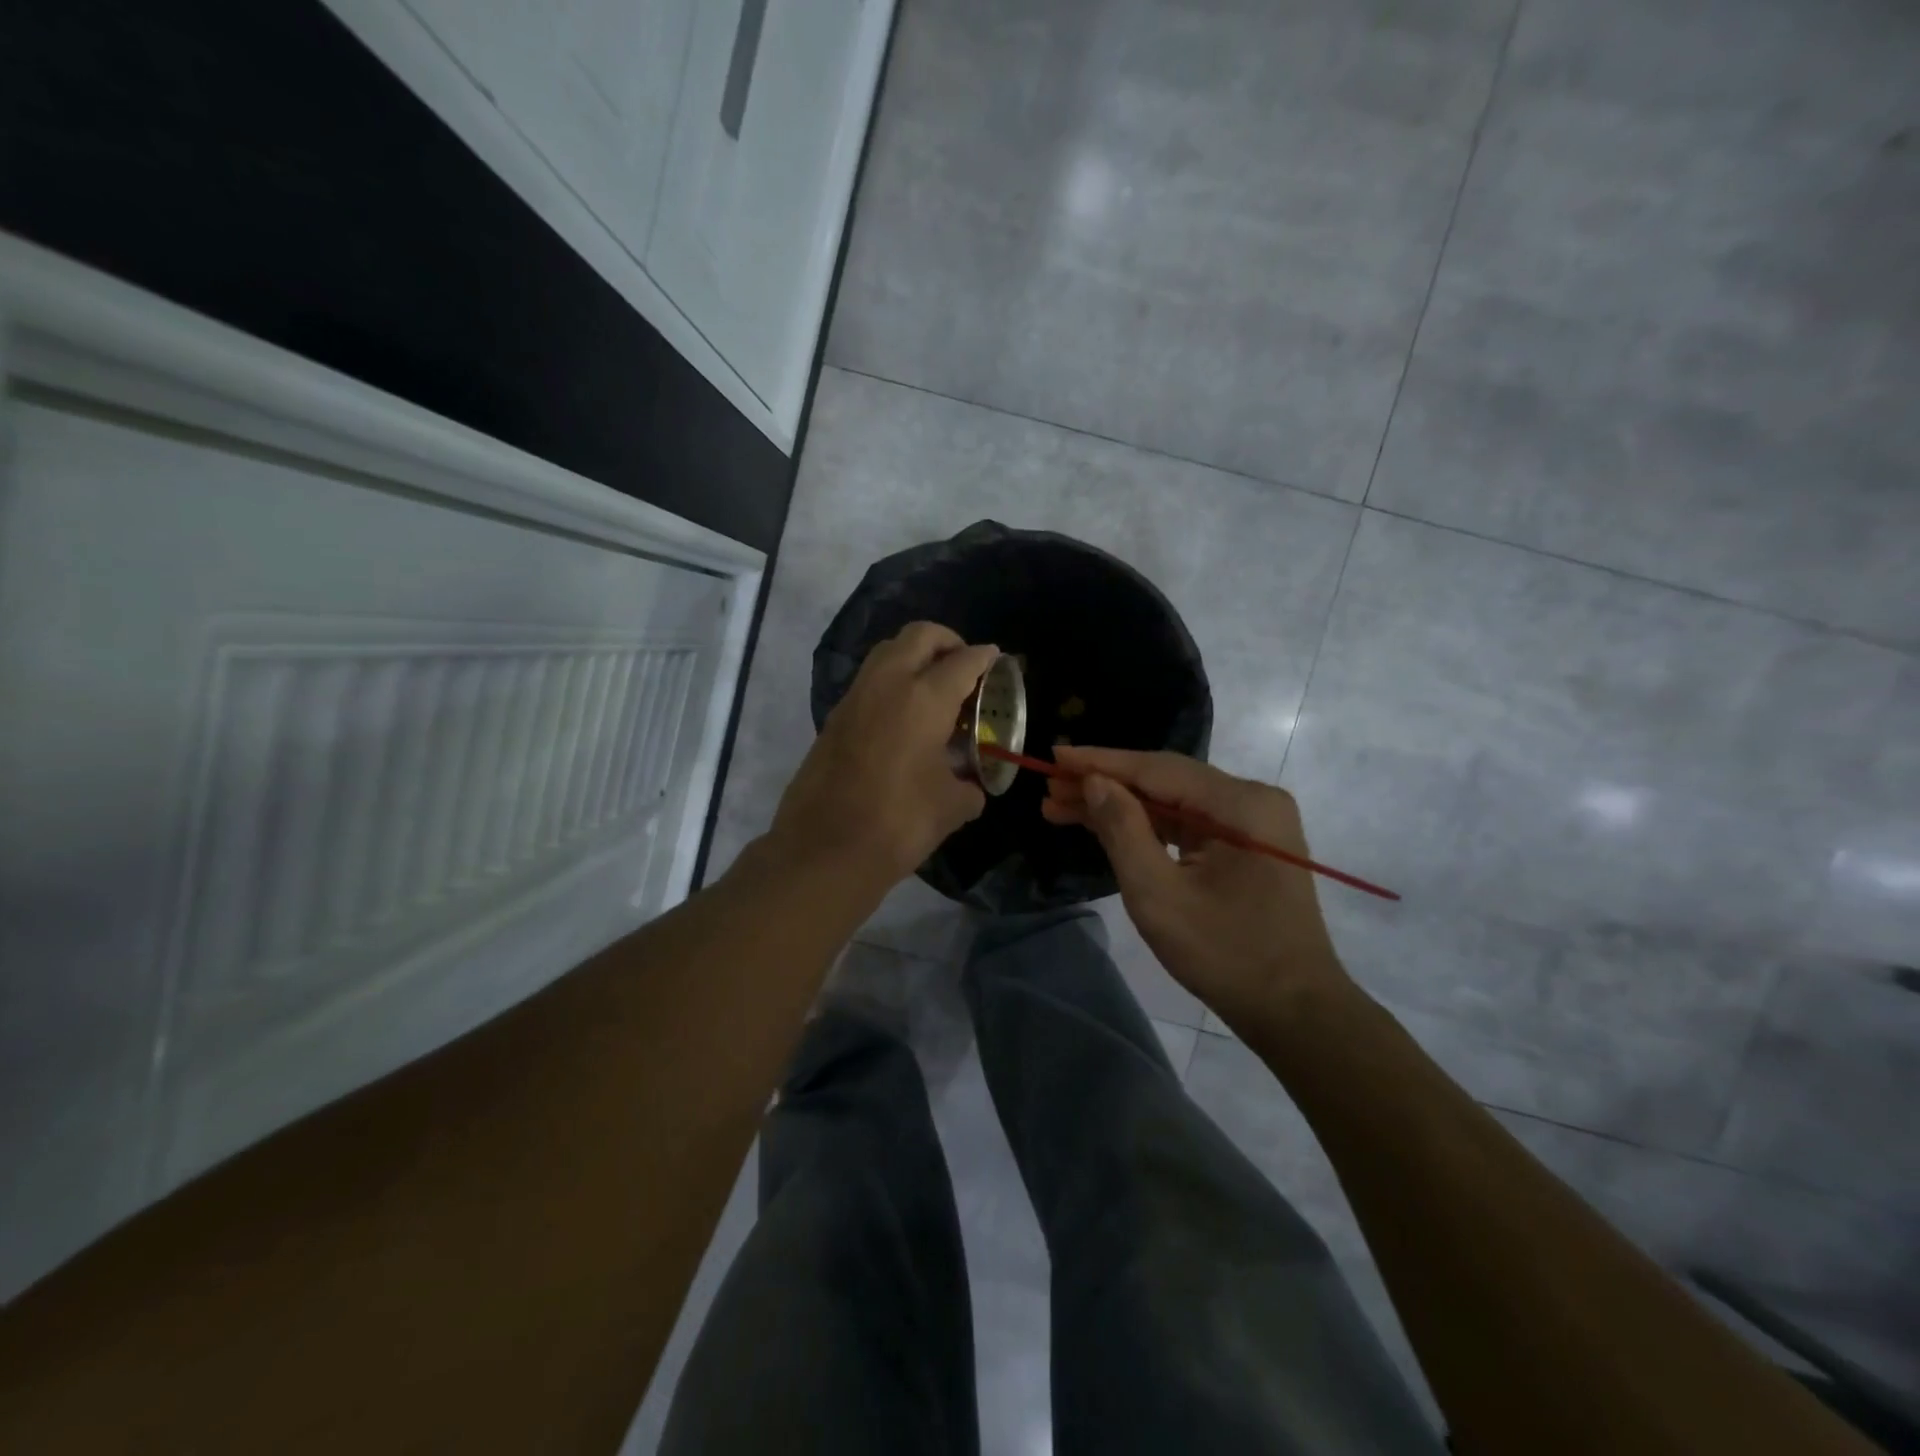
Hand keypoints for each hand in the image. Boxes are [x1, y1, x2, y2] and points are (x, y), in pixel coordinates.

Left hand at [770, 622, 999, 890]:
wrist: (824, 850)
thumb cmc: (898, 824)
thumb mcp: (951, 807)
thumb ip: (969, 785)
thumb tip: (971, 784)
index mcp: (923, 699)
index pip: (962, 661)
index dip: (985, 657)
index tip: (997, 660)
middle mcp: (887, 684)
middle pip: (920, 636)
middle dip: (948, 641)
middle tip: (965, 666)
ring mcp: (855, 697)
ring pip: (888, 652)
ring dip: (915, 657)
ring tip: (936, 689)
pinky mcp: (835, 717)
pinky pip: (870, 680)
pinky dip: (892, 681)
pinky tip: (906, 718)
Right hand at [1041, 746, 1353, 1032]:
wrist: (1295, 1010)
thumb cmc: (1225, 955)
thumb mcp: (1159, 895)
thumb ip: (1123, 830)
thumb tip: (1094, 782)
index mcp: (1241, 804)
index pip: (1157, 769)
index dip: (1100, 762)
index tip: (1054, 756)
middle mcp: (1252, 799)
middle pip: (1165, 780)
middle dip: (1105, 785)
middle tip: (1051, 791)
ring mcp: (1254, 821)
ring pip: (1173, 800)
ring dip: (1121, 805)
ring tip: (1063, 807)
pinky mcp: (1248, 843)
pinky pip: (1188, 822)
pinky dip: (1147, 825)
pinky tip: (1106, 825)